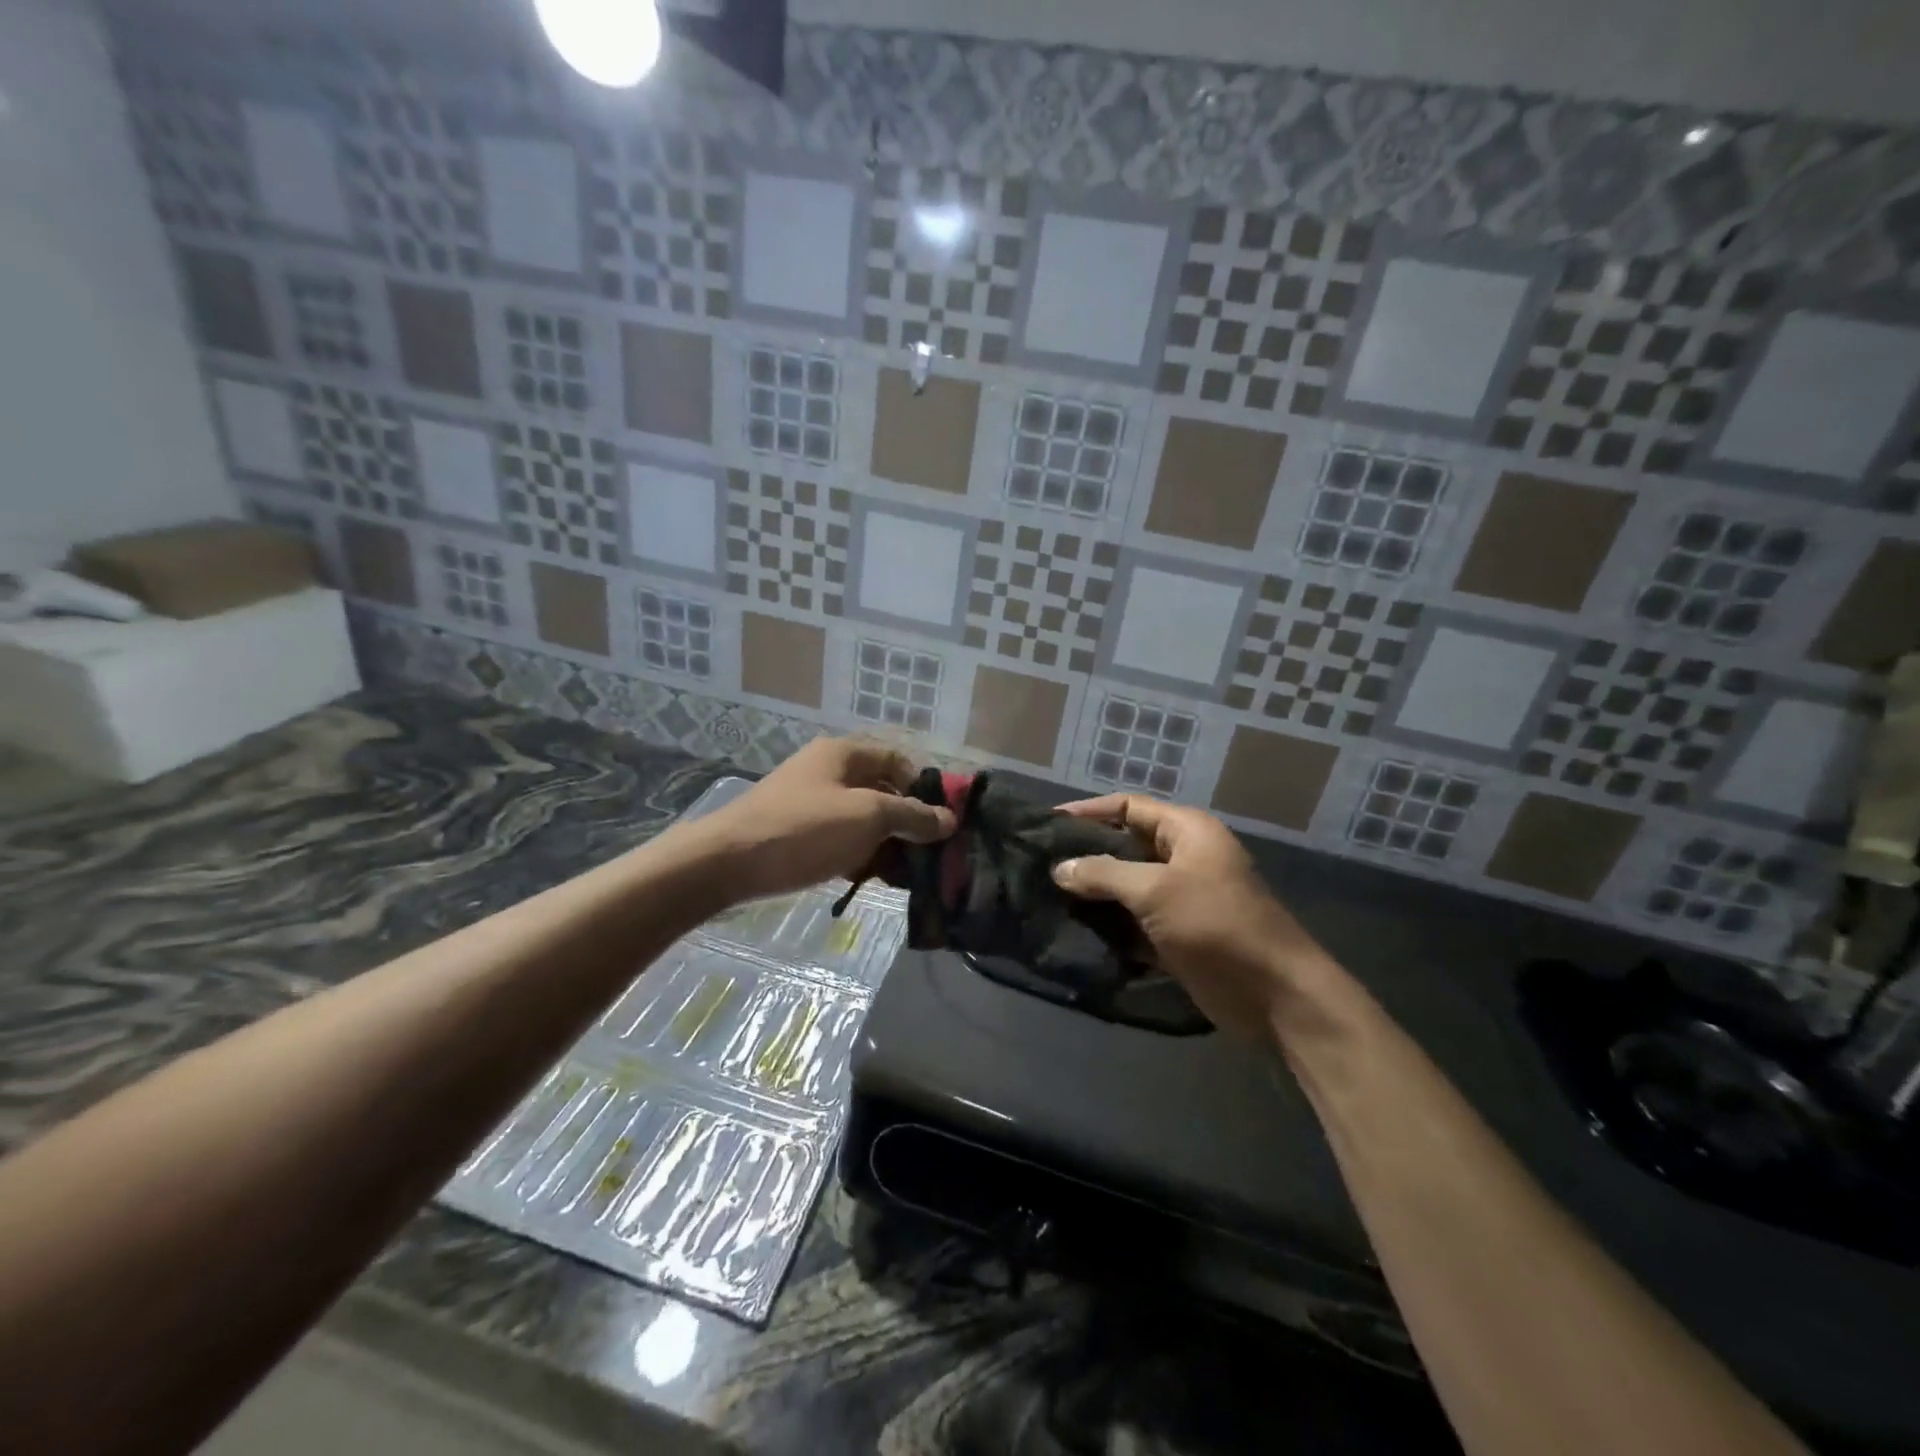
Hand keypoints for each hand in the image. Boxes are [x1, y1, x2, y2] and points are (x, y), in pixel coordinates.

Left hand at [692, 738, 954, 903]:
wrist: (725, 863)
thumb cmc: (804, 829)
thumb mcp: (868, 817)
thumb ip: (912, 816)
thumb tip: (949, 819)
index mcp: (844, 753)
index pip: (899, 761)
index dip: (924, 788)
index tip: (942, 823)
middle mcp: (828, 771)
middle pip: (882, 791)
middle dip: (907, 822)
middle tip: (928, 855)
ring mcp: (810, 802)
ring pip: (862, 819)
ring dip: (885, 844)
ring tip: (905, 875)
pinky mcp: (797, 832)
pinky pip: (840, 838)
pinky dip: (859, 855)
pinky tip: (870, 880)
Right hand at [1051, 795, 1338, 1038]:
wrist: (1276, 996)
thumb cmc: (1217, 925)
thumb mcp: (1156, 891)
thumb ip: (1104, 874)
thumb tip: (1060, 868)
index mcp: (1187, 832)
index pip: (1128, 807)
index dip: (1088, 812)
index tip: (1046, 824)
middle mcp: (1184, 858)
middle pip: (1125, 846)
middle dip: (1086, 856)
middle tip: (1040, 864)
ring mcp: (1182, 899)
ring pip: (1127, 888)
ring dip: (1094, 895)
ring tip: (1047, 897)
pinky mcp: (1178, 936)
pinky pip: (1135, 923)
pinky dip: (1110, 926)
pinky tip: (1074, 931)